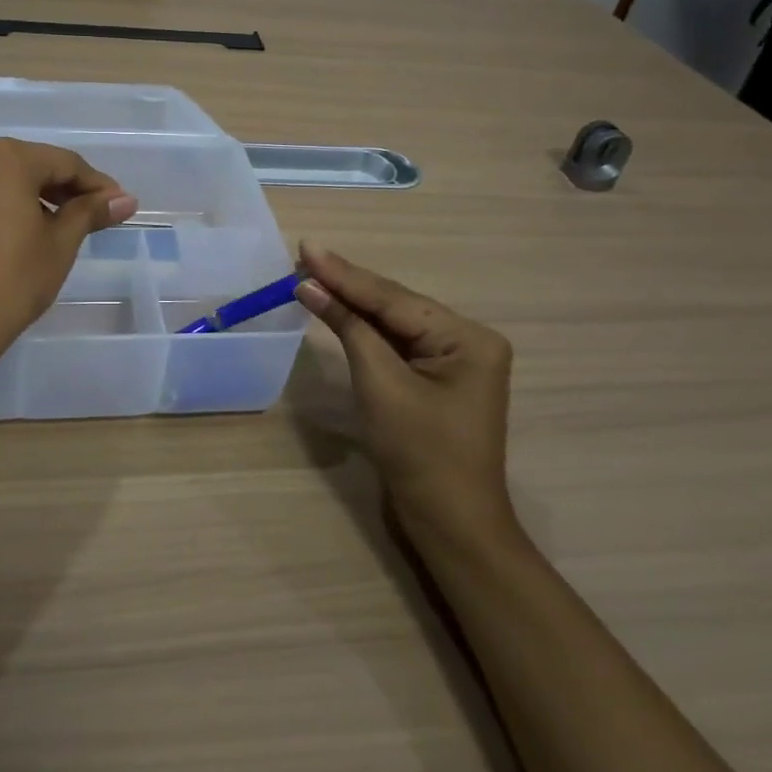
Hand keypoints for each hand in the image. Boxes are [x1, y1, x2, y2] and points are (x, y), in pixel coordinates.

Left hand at [0, 139, 137, 358]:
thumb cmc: (12, 281)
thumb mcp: (59, 245)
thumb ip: (90, 212)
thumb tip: (125, 199)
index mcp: (5, 158)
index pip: (64, 163)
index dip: (96, 184)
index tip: (117, 205)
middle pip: (24, 167)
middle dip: (57, 190)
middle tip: (85, 218)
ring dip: (20, 199)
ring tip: (41, 231)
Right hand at [295, 242, 514, 540]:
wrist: (449, 524)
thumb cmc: (420, 453)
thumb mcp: (380, 384)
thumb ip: (348, 327)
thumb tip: (310, 286)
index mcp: (467, 338)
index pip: (393, 298)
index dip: (345, 274)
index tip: (306, 247)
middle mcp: (467, 341)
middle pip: (395, 306)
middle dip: (347, 285)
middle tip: (304, 257)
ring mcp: (453, 361)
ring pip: (393, 323)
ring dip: (352, 305)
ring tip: (311, 275)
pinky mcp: (435, 379)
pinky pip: (395, 345)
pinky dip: (364, 331)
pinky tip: (337, 309)